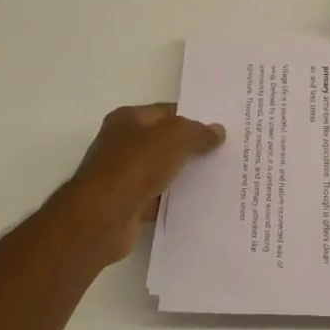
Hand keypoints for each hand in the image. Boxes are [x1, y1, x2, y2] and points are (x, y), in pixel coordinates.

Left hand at [60, 103, 225, 263]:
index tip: (222, 129)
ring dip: (186, 176)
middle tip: (226, 153)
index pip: (168, 112)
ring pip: (163, 172)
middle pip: (166, 142)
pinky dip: (175, 201)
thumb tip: (218, 131)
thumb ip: (198, 132)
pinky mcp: (128, 204)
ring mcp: (124, 176)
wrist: (102, 217)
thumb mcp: (174, 138)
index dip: (194, 118)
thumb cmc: (135, 167)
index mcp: (128, 120)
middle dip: (193, 147)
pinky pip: (159, 199)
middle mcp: (123, 144)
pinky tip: (200, 204)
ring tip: (220, 179)